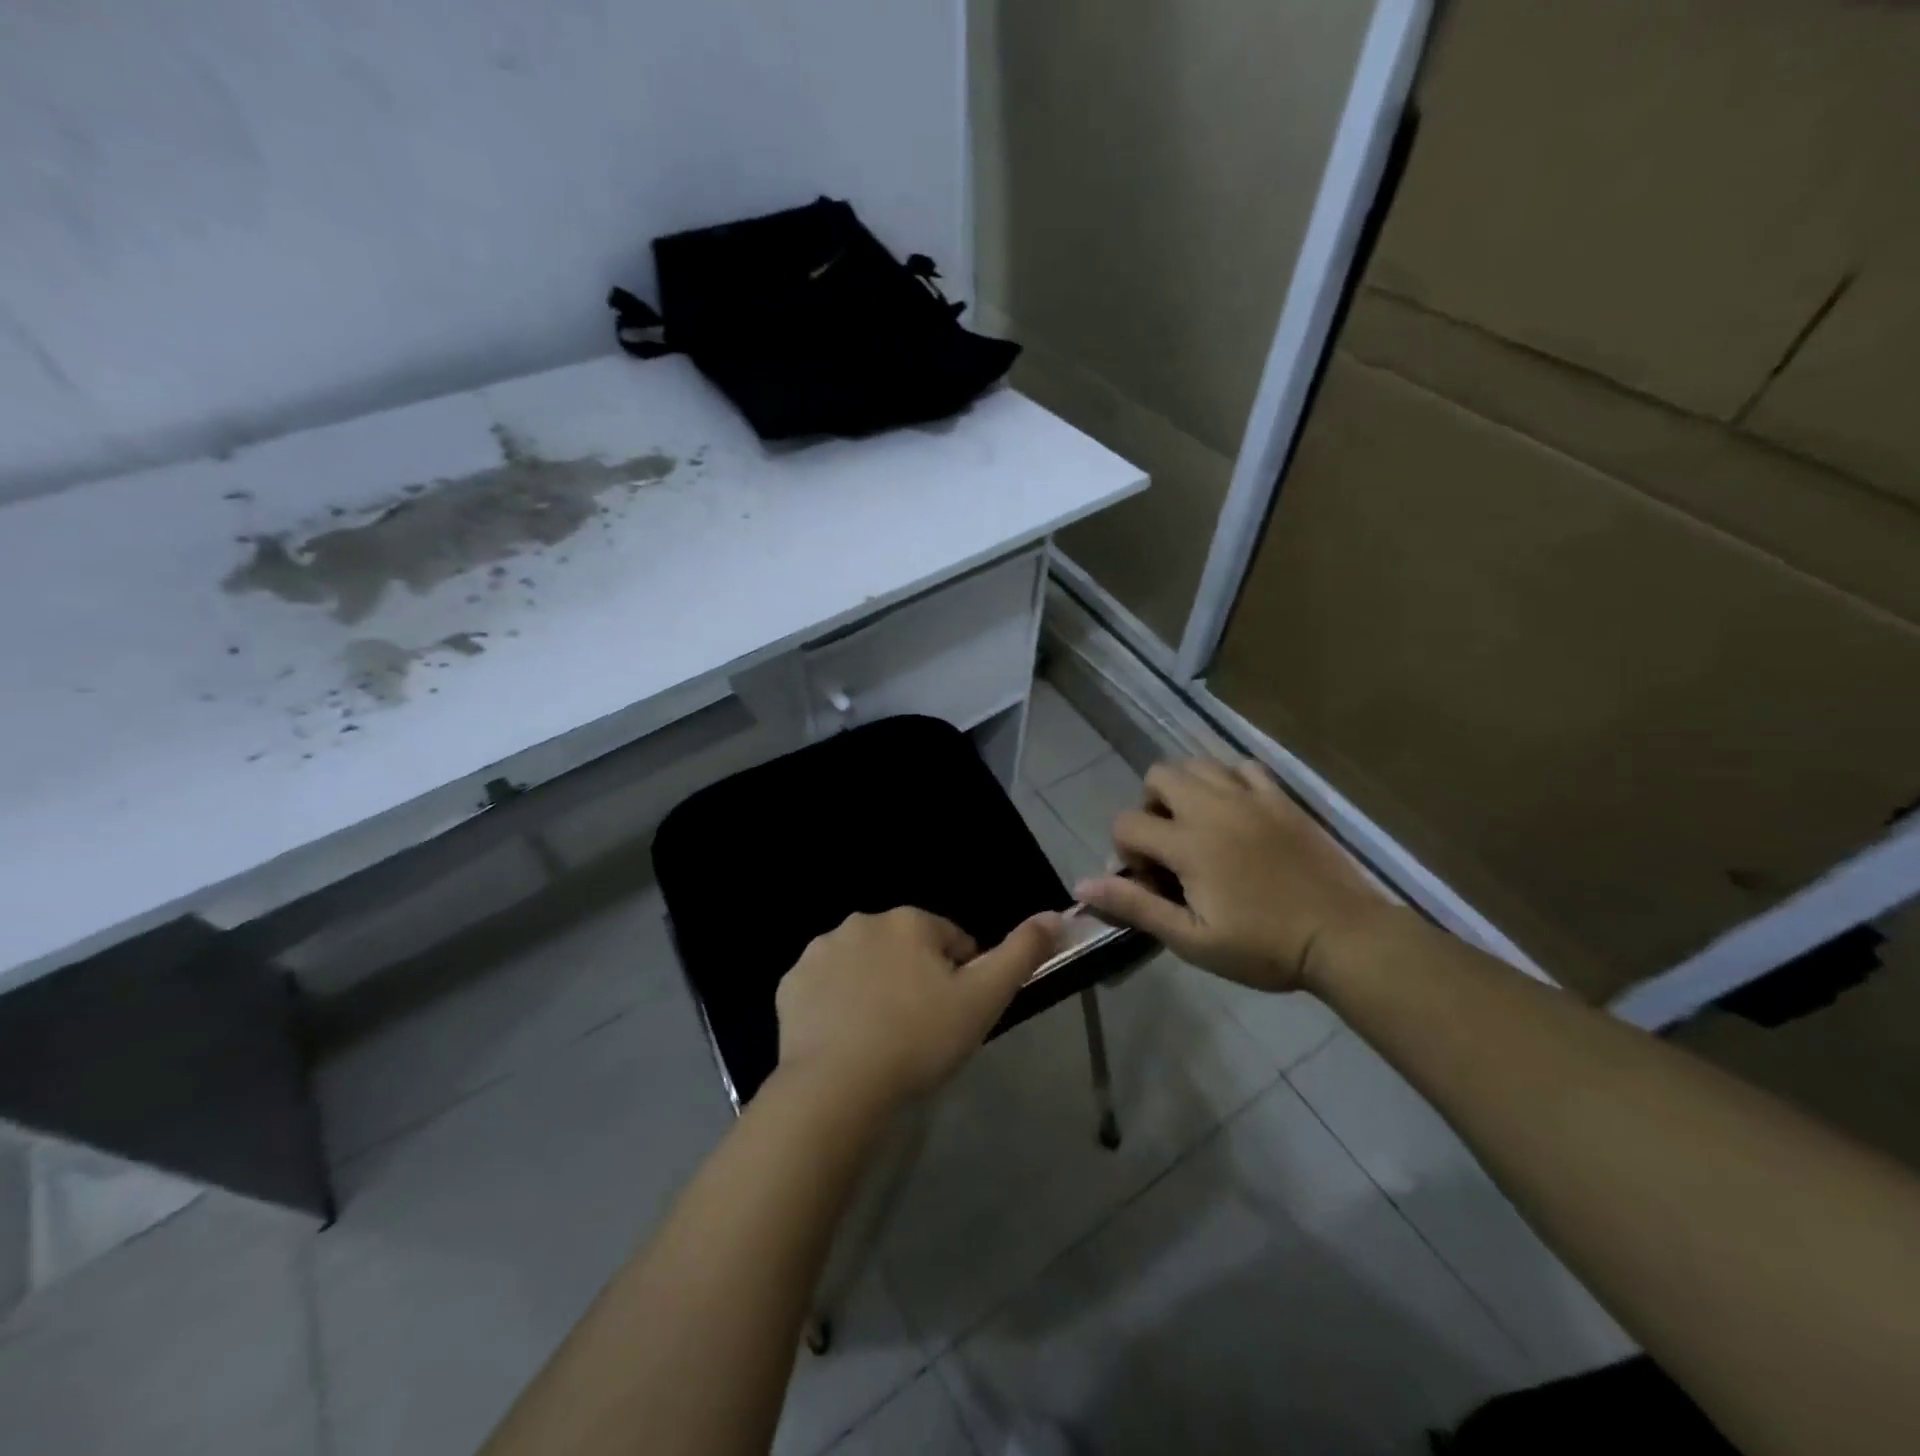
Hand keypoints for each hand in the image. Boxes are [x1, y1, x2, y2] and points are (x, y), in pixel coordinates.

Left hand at [775, 908, 1060, 1109]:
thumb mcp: (984, 998)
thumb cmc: (919, 1038)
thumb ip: (1022, 953)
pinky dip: (837, 1004)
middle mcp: (863, 922)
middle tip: (920, 1029)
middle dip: (915, 978)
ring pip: (863, 964)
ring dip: (875, 987)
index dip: (960, 978)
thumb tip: (1055, 915)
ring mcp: (821, 951)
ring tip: (881, 1038)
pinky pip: (825, 987)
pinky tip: (845, 1039)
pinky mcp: (790, 983)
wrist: (837, 1087)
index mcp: (910, 921)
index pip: (950, 940)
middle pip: (904, 948)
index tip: (954, 1016)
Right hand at [1075, 759, 1390, 994]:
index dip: (1126, 852)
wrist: (1343, 937)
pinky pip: (1242, 766)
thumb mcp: (1192, 939)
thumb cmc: (1263, 947)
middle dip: (1150, 807)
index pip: (1126, 823)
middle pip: (1157, 775)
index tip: (1153, 883)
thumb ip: (1136, 906)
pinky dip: (1228, 780)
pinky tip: (1236, 810)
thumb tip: (1083, 883)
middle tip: (1171, 847)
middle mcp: (1213, 807)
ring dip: (1185, 788)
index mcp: (1188, 843)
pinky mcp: (1281, 798)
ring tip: (1199, 825)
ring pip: (1197, 763)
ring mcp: (1250, 797)